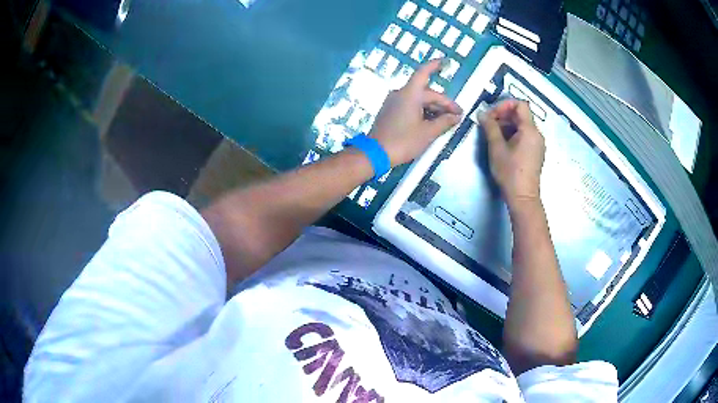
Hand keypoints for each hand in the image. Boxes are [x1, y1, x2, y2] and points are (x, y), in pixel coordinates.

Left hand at [368, 59, 462, 166]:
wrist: (376, 153)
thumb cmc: (403, 141)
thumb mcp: (428, 133)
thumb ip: (444, 122)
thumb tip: (456, 116)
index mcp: (410, 94)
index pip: (423, 73)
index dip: (434, 65)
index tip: (445, 61)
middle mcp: (400, 94)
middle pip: (426, 92)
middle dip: (443, 102)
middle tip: (457, 115)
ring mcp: (394, 103)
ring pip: (419, 100)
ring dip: (434, 108)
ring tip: (447, 121)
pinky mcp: (390, 112)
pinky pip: (410, 106)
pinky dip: (423, 111)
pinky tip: (432, 121)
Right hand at [480, 100, 545, 206]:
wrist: (523, 197)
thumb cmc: (510, 173)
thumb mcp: (496, 148)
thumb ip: (490, 127)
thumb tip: (482, 113)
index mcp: (530, 130)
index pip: (520, 104)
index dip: (504, 105)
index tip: (492, 115)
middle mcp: (537, 134)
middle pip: (521, 114)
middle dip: (503, 115)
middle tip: (488, 125)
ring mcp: (537, 144)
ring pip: (522, 125)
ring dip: (506, 125)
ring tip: (493, 135)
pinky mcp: (535, 152)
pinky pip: (524, 136)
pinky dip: (513, 134)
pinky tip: (502, 145)